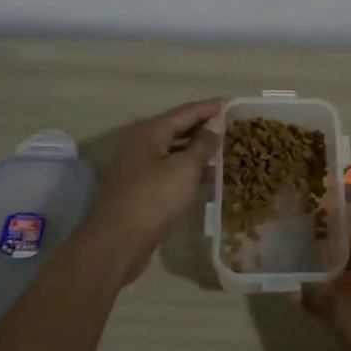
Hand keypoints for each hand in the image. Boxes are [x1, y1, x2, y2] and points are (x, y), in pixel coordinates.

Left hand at [86, 99, 223, 280]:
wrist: (115, 244)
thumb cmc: (152, 200)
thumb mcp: (183, 169)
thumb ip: (203, 144)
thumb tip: (217, 121)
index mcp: (151, 132)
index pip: (187, 111)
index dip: (211, 108)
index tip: (235, 105)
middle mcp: (143, 145)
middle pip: (179, 129)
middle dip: (206, 128)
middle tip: (235, 128)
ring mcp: (140, 168)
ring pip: (175, 152)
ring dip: (199, 151)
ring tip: (227, 151)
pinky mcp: (142, 190)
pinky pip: (171, 171)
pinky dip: (190, 171)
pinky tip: (209, 178)